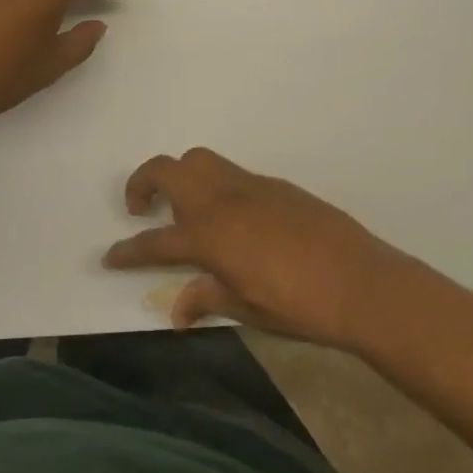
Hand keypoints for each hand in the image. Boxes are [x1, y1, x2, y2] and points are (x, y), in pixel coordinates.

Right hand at [102, 148, 415, 351]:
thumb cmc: (299, 306)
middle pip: (168, 169)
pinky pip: (232, 174)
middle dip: (142, 183)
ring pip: (200, 160)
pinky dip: (216, 186)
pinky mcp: (276, 186)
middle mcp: (223, 200)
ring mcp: (251, 187)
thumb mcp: (246, 308)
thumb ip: (206, 299)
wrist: (362, 283)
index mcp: (209, 235)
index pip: (154, 241)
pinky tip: (232, 219)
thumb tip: (177, 312)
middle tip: (141, 209)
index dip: (128, 251)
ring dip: (181, 177)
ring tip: (185, 209)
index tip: (110, 257)